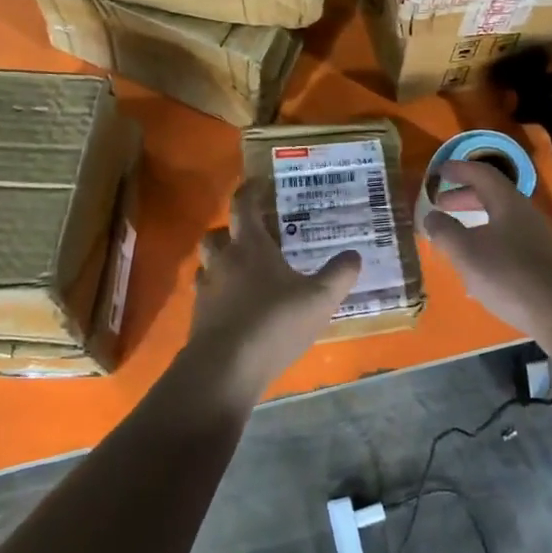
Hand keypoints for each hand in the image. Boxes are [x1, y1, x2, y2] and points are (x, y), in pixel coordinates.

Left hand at [184, 180, 360, 401]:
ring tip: (243, 273)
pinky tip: (236, 308)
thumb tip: (354, 254)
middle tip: (252, 236)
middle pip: (217, 234)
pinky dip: (219, 294)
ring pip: (207, 265)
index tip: (260, 183)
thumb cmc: (274, 322)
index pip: (244, 206)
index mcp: (250, 246)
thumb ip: (339, 275)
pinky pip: (206, 295)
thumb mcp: (319, 299)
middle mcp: (223, 261)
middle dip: (230, 230)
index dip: (251, 191)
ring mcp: (206, 290)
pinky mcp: (198, 319)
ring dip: (221, 263)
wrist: (224, 369)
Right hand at [419, 160, 551, 337]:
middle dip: (465, 198)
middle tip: (441, 205)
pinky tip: (480, 272)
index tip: (439, 172)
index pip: (481, 174)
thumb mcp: (467, 253)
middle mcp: (526, 214)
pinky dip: (490, 246)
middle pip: (493, 196)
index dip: (459, 170)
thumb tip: (431, 216)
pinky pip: (511, 244)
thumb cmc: (511, 276)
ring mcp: (540, 239)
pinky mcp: (546, 264)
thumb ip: (445, 232)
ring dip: (476, 224)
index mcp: (508, 203)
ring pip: (502, 222)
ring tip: (455, 240)